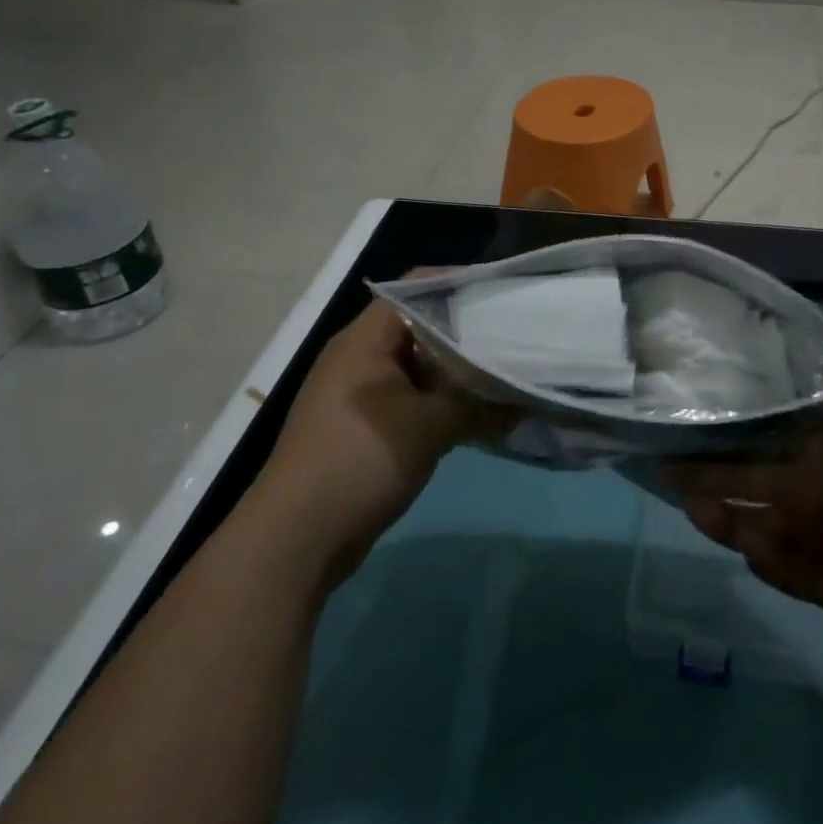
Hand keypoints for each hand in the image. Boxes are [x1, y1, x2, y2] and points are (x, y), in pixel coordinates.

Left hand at [264, 300, 505, 585]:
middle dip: (468, 333)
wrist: (296, 538)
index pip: (416, 288)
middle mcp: (361, 356)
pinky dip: (443, 402)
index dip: (459, 285)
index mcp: (366, 338)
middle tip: (514, 337)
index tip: (502, 296)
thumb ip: (481, 405)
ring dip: (458, 373)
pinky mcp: (367, 426)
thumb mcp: (430, 427)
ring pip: (420, 367)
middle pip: (422, 327)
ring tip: (506, 373)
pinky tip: (479, 414)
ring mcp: (362, 393)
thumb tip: (526, 401)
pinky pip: (413, 399)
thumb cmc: (360, 460)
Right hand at [666, 392, 822, 642]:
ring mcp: (814, 532)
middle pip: (747, 473)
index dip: (731, 419)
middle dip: (707, 466)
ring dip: (718, 511)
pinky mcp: (818, 578)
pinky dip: (757, 555)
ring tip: (687, 501)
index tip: (691, 406)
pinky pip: (775, 566)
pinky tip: (745, 541)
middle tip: (664, 458)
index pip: (765, 427)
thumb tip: (779, 345)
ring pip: (750, 520)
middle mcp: (813, 484)